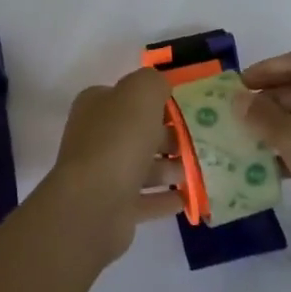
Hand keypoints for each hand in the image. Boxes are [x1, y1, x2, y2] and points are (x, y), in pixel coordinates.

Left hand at [45, 67, 186, 264]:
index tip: (183, 109)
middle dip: (167, 136)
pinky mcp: (113, 208)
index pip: (127, 96)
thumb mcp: (140, 93)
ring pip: (142, 166)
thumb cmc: (118, 140)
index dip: (154, 100)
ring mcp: (102, 175)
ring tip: (196, 169)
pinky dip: (165, 198)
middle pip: (137, 132)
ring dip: (169, 168)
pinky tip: (187, 198)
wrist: (94, 203)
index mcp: (96, 106)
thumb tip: (161, 87)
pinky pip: (145, 200)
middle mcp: (95, 137)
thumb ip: (153, 83)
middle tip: (196, 141)